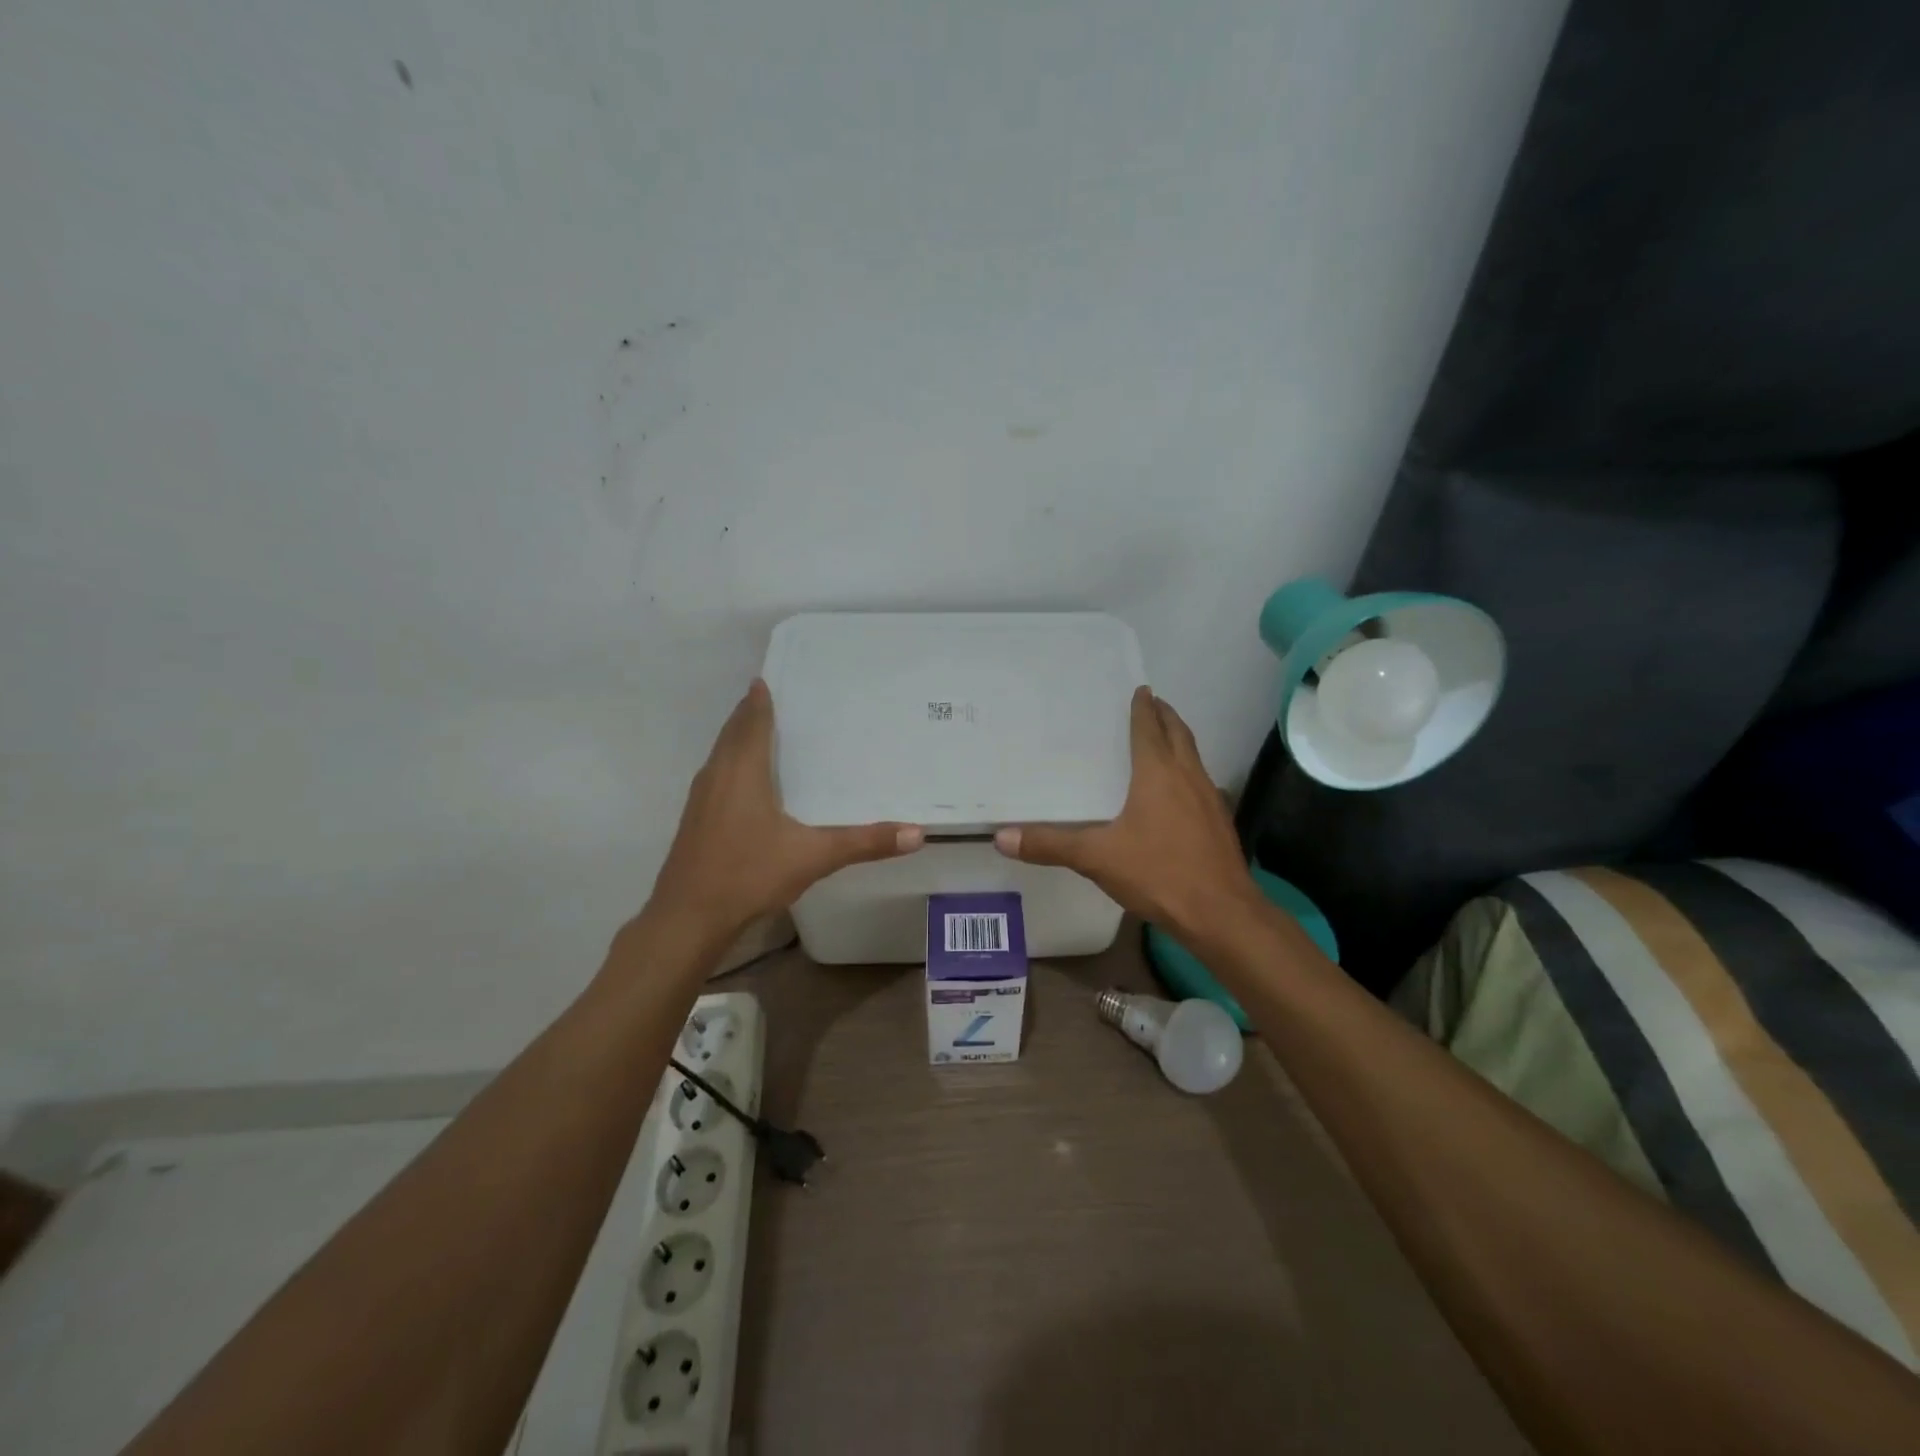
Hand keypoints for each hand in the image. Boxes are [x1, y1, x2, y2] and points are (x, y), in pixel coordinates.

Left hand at [646, 679, 924, 940]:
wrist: (687, 918)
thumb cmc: (748, 874)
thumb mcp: (813, 857)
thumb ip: (864, 843)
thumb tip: (917, 833)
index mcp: (742, 771)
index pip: (752, 721)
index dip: (760, 698)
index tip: (769, 676)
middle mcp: (717, 775)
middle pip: (733, 732)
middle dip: (750, 713)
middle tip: (775, 697)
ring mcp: (701, 799)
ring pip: (721, 754)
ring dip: (738, 738)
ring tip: (764, 732)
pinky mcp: (695, 821)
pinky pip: (716, 775)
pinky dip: (732, 763)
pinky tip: (747, 783)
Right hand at [994, 685, 1259, 940]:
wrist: (1221, 914)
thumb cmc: (1158, 873)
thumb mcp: (1096, 858)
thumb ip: (1050, 845)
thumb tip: (1001, 838)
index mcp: (1158, 773)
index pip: (1149, 729)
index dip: (1144, 708)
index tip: (1140, 689)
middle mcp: (1188, 776)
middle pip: (1179, 734)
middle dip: (1165, 716)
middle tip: (1152, 703)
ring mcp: (1210, 799)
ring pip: (1194, 757)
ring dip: (1179, 741)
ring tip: (1162, 739)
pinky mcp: (1220, 822)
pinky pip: (1201, 782)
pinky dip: (1188, 771)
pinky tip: (1177, 792)